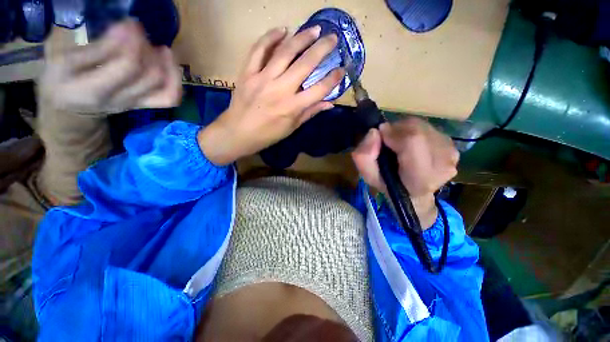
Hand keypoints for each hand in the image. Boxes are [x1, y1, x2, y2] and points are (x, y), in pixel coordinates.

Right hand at [39, 20, 181, 114]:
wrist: (72, 112)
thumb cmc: (62, 83)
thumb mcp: (64, 62)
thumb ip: (97, 48)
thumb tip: (126, 30)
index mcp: (95, 90)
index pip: (128, 67)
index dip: (135, 42)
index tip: (131, 24)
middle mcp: (122, 100)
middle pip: (152, 76)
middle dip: (150, 51)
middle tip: (140, 34)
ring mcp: (137, 104)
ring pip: (166, 89)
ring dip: (168, 66)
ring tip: (160, 49)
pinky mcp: (146, 104)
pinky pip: (170, 97)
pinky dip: (175, 81)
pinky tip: (169, 63)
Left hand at [198, 26, 344, 164]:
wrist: (238, 133)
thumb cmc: (268, 134)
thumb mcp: (291, 128)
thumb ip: (310, 112)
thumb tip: (329, 103)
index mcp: (292, 107)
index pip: (318, 90)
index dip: (333, 79)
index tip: (342, 69)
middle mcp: (280, 90)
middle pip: (305, 65)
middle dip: (322, 49)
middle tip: (333, 37)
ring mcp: (262, 78)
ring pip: (285, 52)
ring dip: (301, 38)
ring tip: (313, 29)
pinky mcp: (248, 72)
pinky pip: (259, 50)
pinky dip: (270, 37)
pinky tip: (282, 30)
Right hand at [352, 117, 459, 228]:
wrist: (413, 193)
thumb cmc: (388, 185)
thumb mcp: (368, 176)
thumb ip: (364, 157)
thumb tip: (374, 132)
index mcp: (420, 178)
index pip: (412, 142)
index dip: (393, 133)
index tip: (381, 135)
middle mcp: (442, 165)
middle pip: (417, 130)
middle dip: (397, 129)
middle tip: (387, 140)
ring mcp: (451, 155)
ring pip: (422, 126)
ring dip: (405, 130)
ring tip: (398, 143)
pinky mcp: (453, 146)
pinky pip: (429, 127)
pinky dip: (414, 130)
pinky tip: (410, 143)